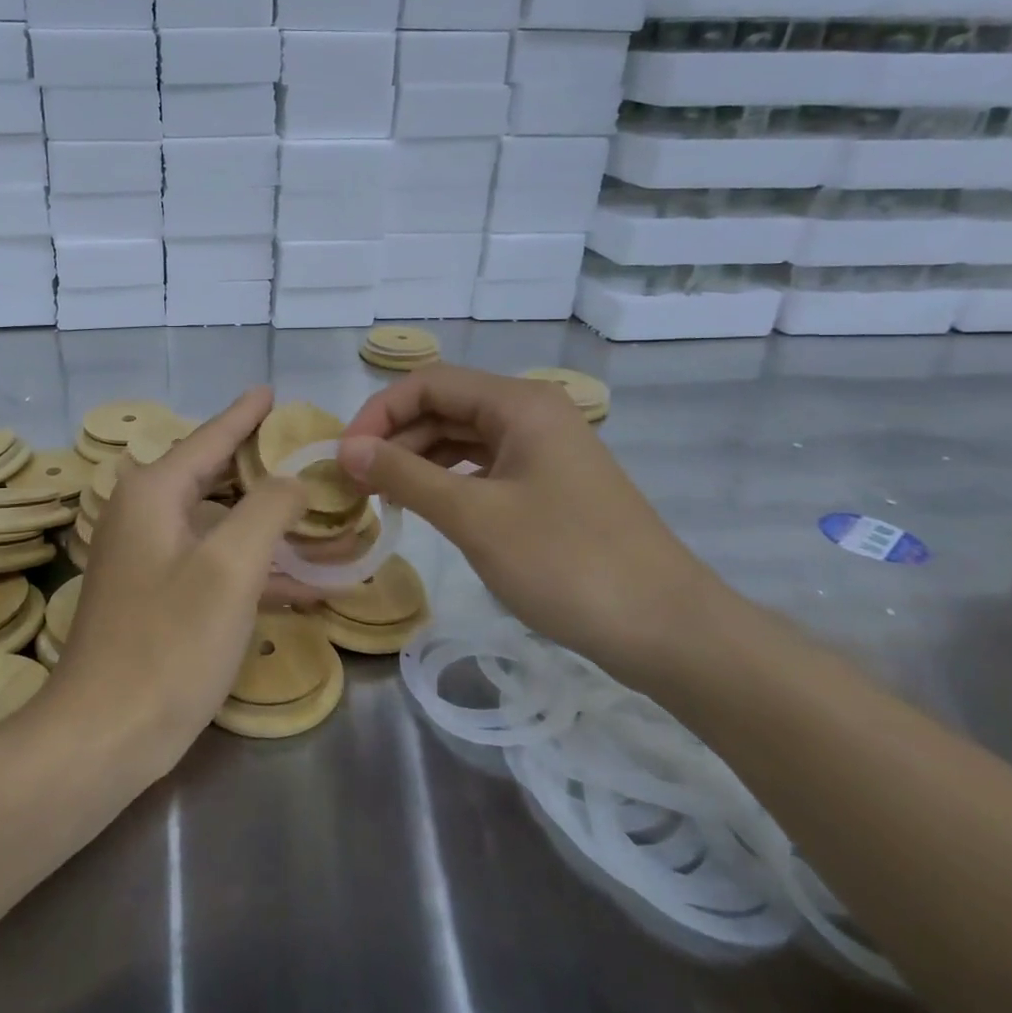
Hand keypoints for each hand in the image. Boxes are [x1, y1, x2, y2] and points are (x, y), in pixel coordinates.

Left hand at [51, 387, 307, 774]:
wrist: (104, 735)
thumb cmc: (168, 643)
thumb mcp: (230, 568)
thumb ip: (267, 509)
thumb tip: (292, 480)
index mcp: (154, 493)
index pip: (209, 438)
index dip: (244, 414)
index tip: (271, 391)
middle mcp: (144, 515)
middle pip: (214, 477)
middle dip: (264, 471)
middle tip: (312, 460)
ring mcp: (148, 558)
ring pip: (219, 525)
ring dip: (268, 528)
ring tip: (323, 521)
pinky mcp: (157, 597)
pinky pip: (213, 565)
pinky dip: (254, 569)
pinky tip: (304, 585)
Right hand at [337, 364, 732, 689]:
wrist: (667, 628)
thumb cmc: (566, 562)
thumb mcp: (475, 516)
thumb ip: (405, 475)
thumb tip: (347, 449)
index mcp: (519, 403)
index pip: (429, 384)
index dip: (378, 414)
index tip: (344, 459)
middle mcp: (532, 413)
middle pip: (444, 407)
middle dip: (394, 438)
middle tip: (353, 483)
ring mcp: (543, 450)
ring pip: (462, 439)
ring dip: (416, 460)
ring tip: (380, 496)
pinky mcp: (548, 485)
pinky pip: (483, 467)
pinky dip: (447, 481)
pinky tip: (424, 506)